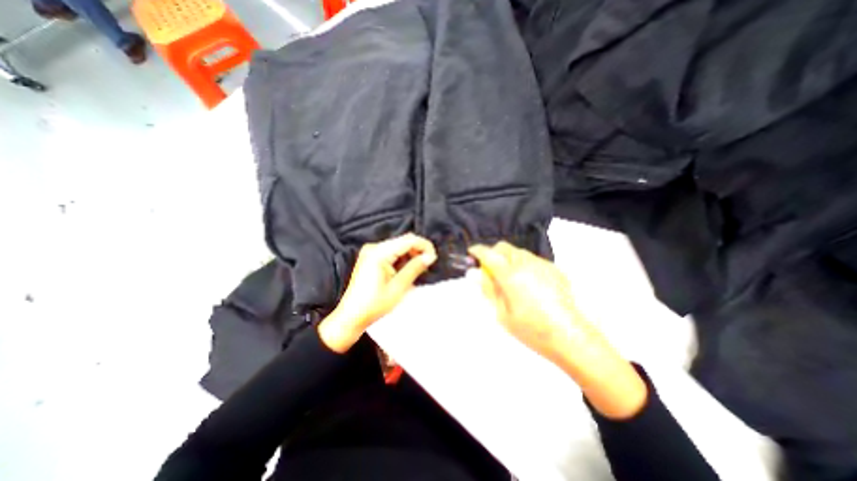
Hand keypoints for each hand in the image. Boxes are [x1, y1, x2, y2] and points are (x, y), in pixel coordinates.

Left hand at [318, 234, 435, 353]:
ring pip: (399, 245)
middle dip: (418, 250)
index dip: (424, 246)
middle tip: (428, 264)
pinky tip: (407, 269)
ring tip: (419, 268)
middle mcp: (374, 247)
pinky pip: (391, 251)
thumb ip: (415, 268)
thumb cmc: (374, 305)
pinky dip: (402, 258)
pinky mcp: (371, 257)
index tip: (434, 258)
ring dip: (411, 254)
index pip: (408, 240)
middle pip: (403, 240)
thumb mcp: (398, 287)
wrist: (351, 316)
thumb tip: (430, 256)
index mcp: (379, 252)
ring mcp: (371, 251)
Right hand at [467, 243, 581, 362]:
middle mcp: (526, 264)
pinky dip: (523, 265)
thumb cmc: (532, 330)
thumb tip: (474, 274)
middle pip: (503, 247)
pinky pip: (532, 259)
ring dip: (508, 259)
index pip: (488, 254)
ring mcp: (542, 265)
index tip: (472, 254)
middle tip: (491, 272)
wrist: (570, 337)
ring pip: (518, 252)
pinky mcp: (553, 269)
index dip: (477, 251)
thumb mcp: (502, 313)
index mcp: (511, 275)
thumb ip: (488, 289)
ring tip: (510, 280)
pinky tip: (528, 284)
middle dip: (493, 254)